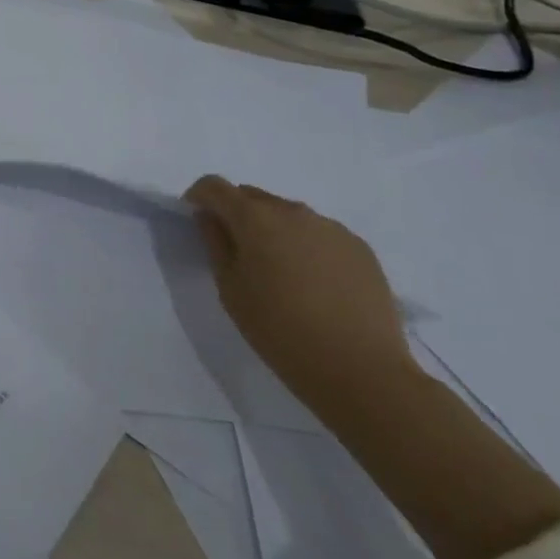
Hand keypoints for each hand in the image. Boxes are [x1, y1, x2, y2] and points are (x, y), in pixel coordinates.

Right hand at [184, 175, 415, 406]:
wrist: (363, 372)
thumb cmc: (281, 331)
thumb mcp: (230, 290)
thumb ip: (215, 244)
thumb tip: (211, 218)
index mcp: (255, 218)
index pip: (215, 186)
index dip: (199, 197)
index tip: (196, 219)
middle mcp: (294, 211)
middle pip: (253, 197)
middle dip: (237, 213)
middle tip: (237, 251)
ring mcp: (331, 228)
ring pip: (288, 215)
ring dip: (274, 230)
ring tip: (280, 271)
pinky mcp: (360, 249)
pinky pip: (320, 234)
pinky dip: (306, 246)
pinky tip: (313, 283)